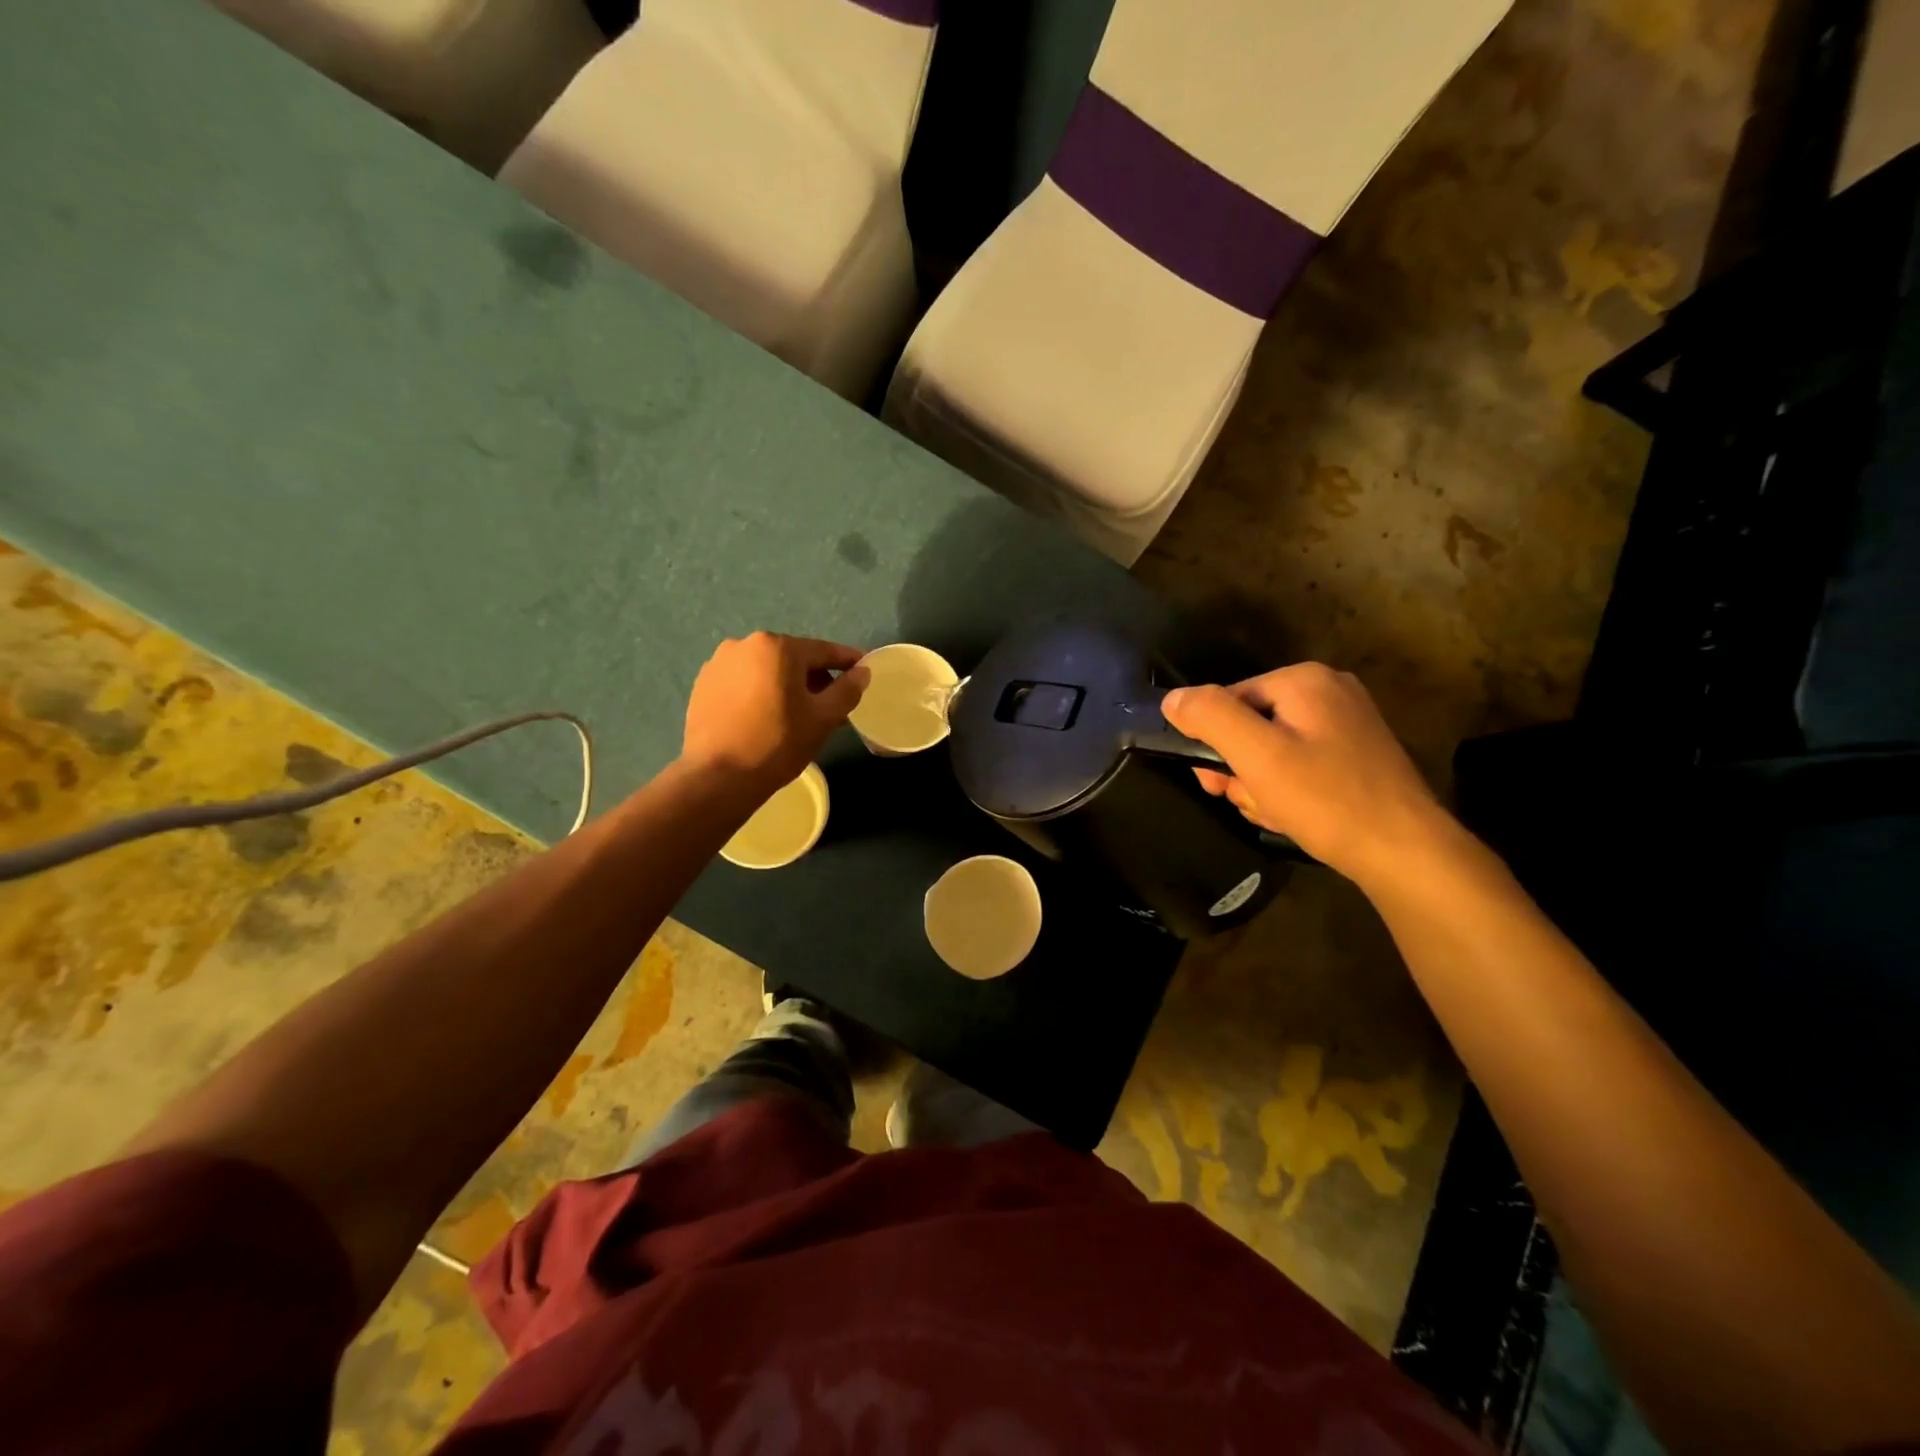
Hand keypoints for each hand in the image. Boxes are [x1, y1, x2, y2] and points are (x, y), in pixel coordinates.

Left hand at [682, 633, 868, 794]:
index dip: (847, 661)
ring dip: (786, 684)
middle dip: (814, 677)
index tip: (863, 669)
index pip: (823, 650)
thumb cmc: (778, 743)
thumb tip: (862, 671)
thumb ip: (847, 690)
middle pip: (792, 658)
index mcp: (778, 647)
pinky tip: (765, 717)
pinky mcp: (703, 684)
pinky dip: (759, 692)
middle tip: (831, 703)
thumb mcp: (823, 718)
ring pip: (766, 669)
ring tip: (796, 713)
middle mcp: (745, 644)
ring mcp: (719, 663)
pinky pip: (742, 682)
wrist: (719, 776)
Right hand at [1162, 664, 1449, 886]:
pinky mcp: (1355, 754)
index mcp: (1304, 680)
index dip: (1213, 743)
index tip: (1216, 782)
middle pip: (1250, 725)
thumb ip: (1210, 717)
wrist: (1404, 852)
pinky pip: (1299, 764)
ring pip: (1272, 750)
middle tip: (1249, 799)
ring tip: (1276, 811)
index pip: (1227, 701)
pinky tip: (1295, 814)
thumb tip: (1172, 699)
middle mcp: (1328, 691)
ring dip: (1260, 784)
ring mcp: (1346, 723)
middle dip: (1240, 768)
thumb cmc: (1325, 798)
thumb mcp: (1257, 755)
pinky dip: (1288, 789)